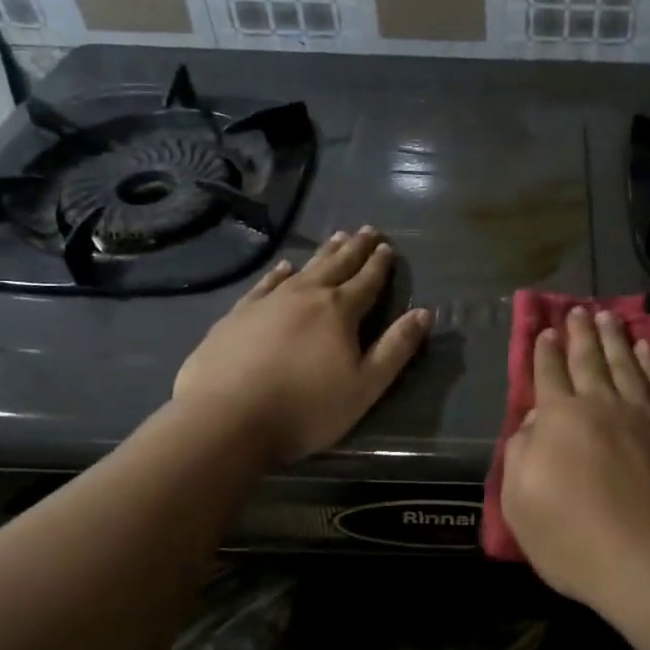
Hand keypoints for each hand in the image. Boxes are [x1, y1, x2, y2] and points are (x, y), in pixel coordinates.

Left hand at [172, 227, 431, 464]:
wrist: (225, 419)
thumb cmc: (306, 408)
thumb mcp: (365, 386)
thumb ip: (396, 348)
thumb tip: (423, 313)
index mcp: (340, 311)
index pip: (367, 281)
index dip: (380, 264)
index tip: (388, 246)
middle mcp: (306, 296)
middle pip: (337, 265)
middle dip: (355, 248)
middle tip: (367, 230)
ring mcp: (268, 302)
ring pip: (303, 269)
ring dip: (323, 253)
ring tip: (336, 237)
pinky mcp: (237, 316)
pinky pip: (264, 284)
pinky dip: (278, 273)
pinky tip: (283, 267)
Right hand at [501, 308, 649, 615]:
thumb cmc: (575, 539)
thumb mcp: (520, 503)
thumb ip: (520, 453)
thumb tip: (532, 421)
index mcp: (559, 419)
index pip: (549, 374)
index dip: (545, 352)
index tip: (546, 330)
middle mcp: (600, 405)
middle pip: (589, 359)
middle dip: (580, 333)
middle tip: (578, 309)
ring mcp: (642, 414)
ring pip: (626, 363)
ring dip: (615, 338)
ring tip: (609, 317)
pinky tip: (648, 349)